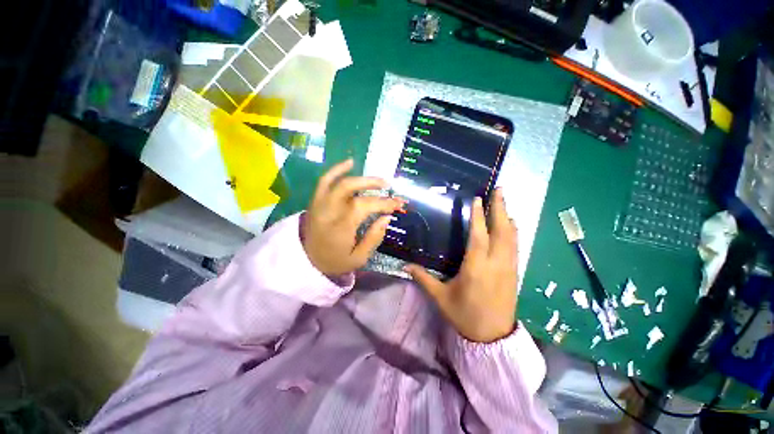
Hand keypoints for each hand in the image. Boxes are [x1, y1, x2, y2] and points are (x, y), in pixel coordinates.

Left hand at [302, 159, 401, 275]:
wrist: (305, 261)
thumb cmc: (334, 261)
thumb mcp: (358, 258)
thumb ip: (374, 238)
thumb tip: (387, 218)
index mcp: (340, 226)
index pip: (365, 206)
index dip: (383, 203)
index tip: (397, 204)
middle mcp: (329, 210)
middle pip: (352, 189)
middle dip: (373, 185)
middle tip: (388, 186)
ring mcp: (320, 203)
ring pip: (339, 182)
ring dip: (361, 178)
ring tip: (377, 180)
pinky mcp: (315, 200)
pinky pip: (324, 180)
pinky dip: (337, 169)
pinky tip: (350, 162)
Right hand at [406, 188, 518, 342]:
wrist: (492, 338)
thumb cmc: (464, 315)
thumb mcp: (441, 298)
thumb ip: (424, 279)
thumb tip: (406, 266)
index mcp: (476, 268)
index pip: (478, 236)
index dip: (479, 216)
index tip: (478, 198)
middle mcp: (495, 264)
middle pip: (501, 231)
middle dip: (500, 208)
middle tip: (500, 190)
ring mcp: (508, 268)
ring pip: (511, 237)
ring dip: (508, 217)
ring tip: (504, 202)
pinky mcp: (514, 273)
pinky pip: (515, 247)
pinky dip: (513, 233)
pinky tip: (511, 225)